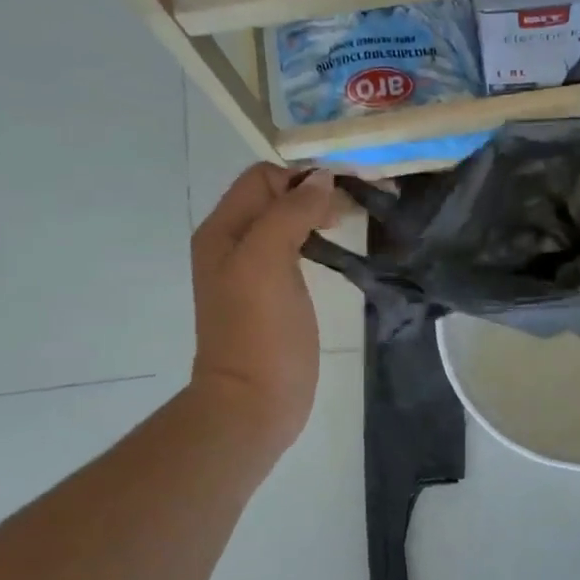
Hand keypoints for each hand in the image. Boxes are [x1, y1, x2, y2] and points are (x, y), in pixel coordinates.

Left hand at [190, 164, 341, 453]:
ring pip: (288, 223)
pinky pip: (296, 251)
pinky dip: (318, 241)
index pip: (263, 178)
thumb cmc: (259, 331)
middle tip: (356, 208)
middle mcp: (234, 243)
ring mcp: (254, 271)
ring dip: (319, 215)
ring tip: (352, 224)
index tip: (343, 193)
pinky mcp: (276, 295)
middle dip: (314, 192)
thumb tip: (321, 178)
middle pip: (276, 197)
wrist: (254, 402)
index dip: (301, 178)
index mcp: (223, 230)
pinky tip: (338, 252)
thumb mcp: (267, 262)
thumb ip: (290, 213)